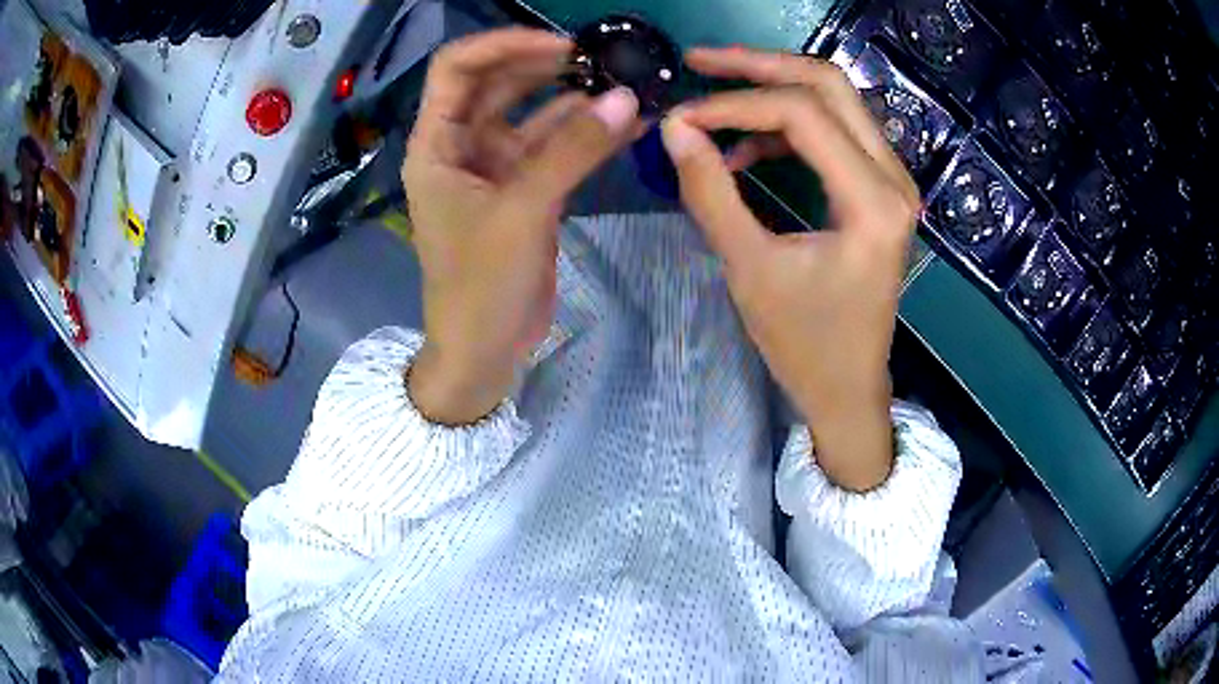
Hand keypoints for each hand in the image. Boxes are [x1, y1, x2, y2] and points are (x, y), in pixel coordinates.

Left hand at [404, 29, 641, 424]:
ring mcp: (495, 167)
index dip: (502, 45)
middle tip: (602, 59)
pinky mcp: (525, 189)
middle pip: (498, 83)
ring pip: (532, 113)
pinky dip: (586, 134)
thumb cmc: (481, 286)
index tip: (560, 45)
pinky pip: (555, 148)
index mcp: (436, 144)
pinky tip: (626, 122)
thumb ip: (573, 151)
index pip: (457, 68)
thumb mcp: (522, 211)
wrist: (485, 351)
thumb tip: (627, 98)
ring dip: (573, 98)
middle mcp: (462, 146)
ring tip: (624, 84)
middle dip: (545, 65)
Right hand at [661, 48, 919, 490]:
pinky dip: (788, 127)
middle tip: (701, 61)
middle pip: (828, 84)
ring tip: (715, 98)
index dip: (734, 103)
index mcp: (873, 201)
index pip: (801, 113)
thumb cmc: (806, 345)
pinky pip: (835, 131)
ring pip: (835, 100)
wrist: (849, 390)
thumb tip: (675, 127)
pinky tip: (746, 147)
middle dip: (759, 66)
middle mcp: (894, 178)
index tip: (681, 117)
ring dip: (774, 88)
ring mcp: (892, 180)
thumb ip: (710, 192)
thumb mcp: (750, 270)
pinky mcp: (880, 190)